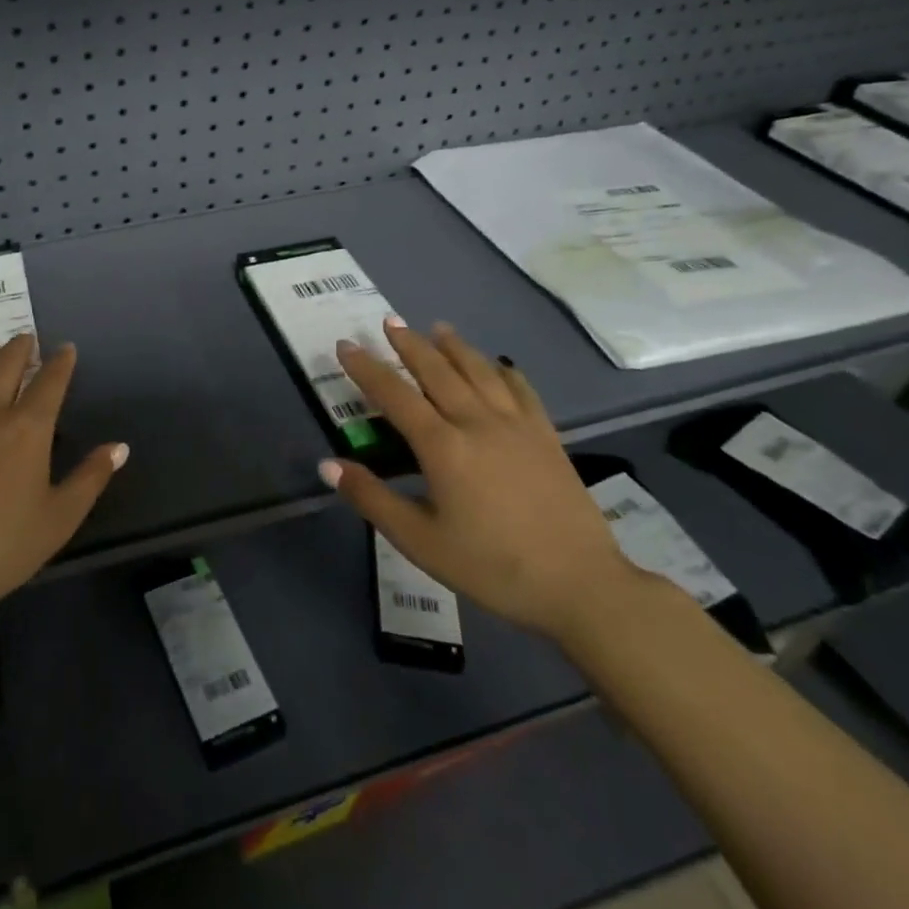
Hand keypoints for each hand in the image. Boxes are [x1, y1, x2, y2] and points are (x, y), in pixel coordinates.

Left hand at [0, 334, 126, 621]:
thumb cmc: (5, 547)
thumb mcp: (61, 518)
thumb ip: (91, 477)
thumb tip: (120, 446)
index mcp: (28, 430)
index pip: (50, 383)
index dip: (61, 363)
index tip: (66, 349)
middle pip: (5, 366)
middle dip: (19, 347)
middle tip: (25, 339)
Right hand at [323, 318, 634, 641]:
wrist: (581, 586)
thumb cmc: (492, 567)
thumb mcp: (420, 541)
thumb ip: (372, 498)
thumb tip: (327, 465)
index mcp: (443, 446)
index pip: (394, 395)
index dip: (367, 368)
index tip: (345, 345)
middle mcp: (477, 423)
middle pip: (437, 371)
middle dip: (410, 344)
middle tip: (390, 322)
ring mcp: (517, 425)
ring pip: (479, 371)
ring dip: (455, 347)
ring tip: (437, 328)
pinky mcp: (547, 436)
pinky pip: (521, 390)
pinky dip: (504, 371)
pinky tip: (498, 365)